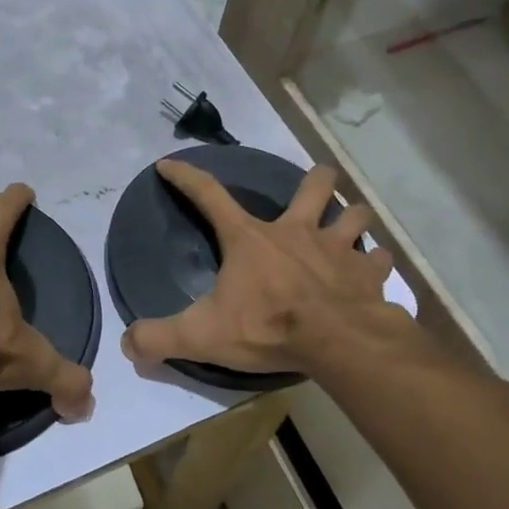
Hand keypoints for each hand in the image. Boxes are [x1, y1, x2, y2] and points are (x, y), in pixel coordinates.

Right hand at [120, 160, 408, 378]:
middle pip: (313, 187)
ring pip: (354, 215)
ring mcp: (337, 249)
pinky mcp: (368, 274)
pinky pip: (380, 259)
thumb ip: (161, 337)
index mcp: (250, 239)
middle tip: (318, 182)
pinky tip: (376, 268)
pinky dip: (378, 262)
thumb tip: (128, 343)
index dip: (185, 177)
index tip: (168, 164)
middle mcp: (296, 232)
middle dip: (316, 180)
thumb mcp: (203, 335)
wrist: (337, 342)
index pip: (208, 196)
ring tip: (351, 221)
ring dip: (353, 216)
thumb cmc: (268, 327)